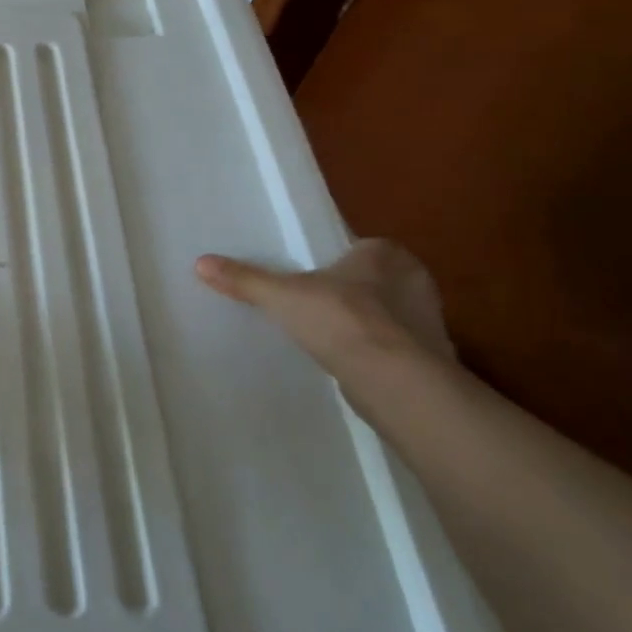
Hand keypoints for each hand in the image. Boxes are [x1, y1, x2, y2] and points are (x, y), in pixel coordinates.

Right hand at [194, 238, 456, 377]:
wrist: (396, 383)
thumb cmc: (342, 319)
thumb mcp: (282, 295)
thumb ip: (245, 279)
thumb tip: (200, 263)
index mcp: (386, 254)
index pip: (359, 248)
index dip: (335, 260)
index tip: (312, 275)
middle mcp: (415, 281)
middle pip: (373, 282)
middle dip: (350, 293)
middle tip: (313, 303)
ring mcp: (429, 323)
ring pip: (386, 316)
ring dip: (363, 325)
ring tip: (325, 335)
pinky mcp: (430, 360)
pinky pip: (394, 349)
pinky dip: (374, 354)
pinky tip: (348, 364)